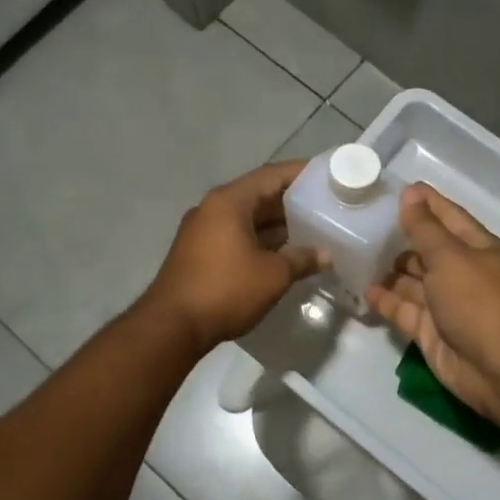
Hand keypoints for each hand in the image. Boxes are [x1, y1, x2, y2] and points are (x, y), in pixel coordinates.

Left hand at [139, 161, 327, 352]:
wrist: (173, 325)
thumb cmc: (226, 290)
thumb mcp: (273, 275)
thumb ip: (302, 259)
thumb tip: (325, 255)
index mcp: (229, 202)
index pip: (271, 176)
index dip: (301, 174)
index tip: (327, 175)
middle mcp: (212, 208)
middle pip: (258, 195)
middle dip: (291, 202)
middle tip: (324, 206)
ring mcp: (201, 231)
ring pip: (246, 218)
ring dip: (276, 225)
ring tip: (311, 231)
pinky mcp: (198, 253)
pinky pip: (235, 236)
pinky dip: (259, 240)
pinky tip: (283, 254)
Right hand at [366, 184, 499, 425]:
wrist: (497, 368)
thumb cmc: (478, 301)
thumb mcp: (450, 257)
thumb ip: (425, 228)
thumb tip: (410, 194)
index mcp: (479, 250)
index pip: (450, 217)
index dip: (427, 202)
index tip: (399, 189)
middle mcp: (464, 274)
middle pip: (429, 250)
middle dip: (402, 238)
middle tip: (365, 224)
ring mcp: (447, 305)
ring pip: (414, 281)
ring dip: (391, 270)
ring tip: (357, 254)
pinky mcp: (432, 332)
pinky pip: (405, 310)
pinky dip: (387, 300)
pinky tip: (364, 289)